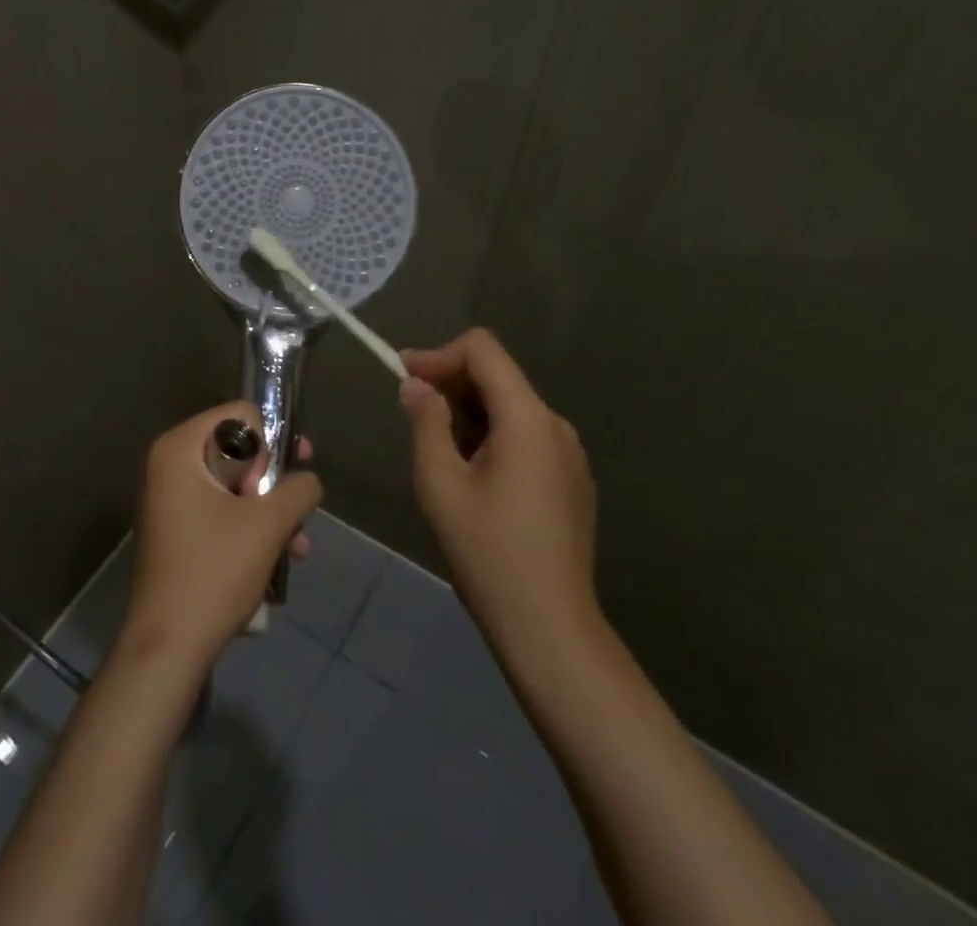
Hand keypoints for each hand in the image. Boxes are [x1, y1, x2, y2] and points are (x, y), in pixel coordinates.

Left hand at [121, 402, 322, 668]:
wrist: (167, 647)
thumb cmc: (215, 571)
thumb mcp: (269, 524)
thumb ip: (299, 489)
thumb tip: (307, 480)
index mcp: (179, 447)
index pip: (240, 415)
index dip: (272, 440)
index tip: (290, 473)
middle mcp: (168, 463)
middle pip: (238, 450)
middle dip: (273, 482)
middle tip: (293, 512)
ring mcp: (168, 498)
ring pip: (233, 485)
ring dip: (269, 511)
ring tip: (297, 547)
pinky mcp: (174, 529)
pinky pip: (219, 510)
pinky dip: (249, 528)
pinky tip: (278, 561)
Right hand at [399, 329, 599, 656]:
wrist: (550, 628)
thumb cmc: (488, 553)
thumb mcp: (440, 484)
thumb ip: (426, 422)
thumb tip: (416, 386)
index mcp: (527, 418)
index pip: (482, 349)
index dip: (439, 354)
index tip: (404, 378)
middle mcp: (555, 424)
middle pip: (498, 376)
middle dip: (450, 383)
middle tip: (410, 410)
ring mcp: (570, 453)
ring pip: (510, 408)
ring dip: (469, 413)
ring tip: (438, 449)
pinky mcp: (572, 480)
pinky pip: (527, 436)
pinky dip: (493, 436)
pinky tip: (472, 474)